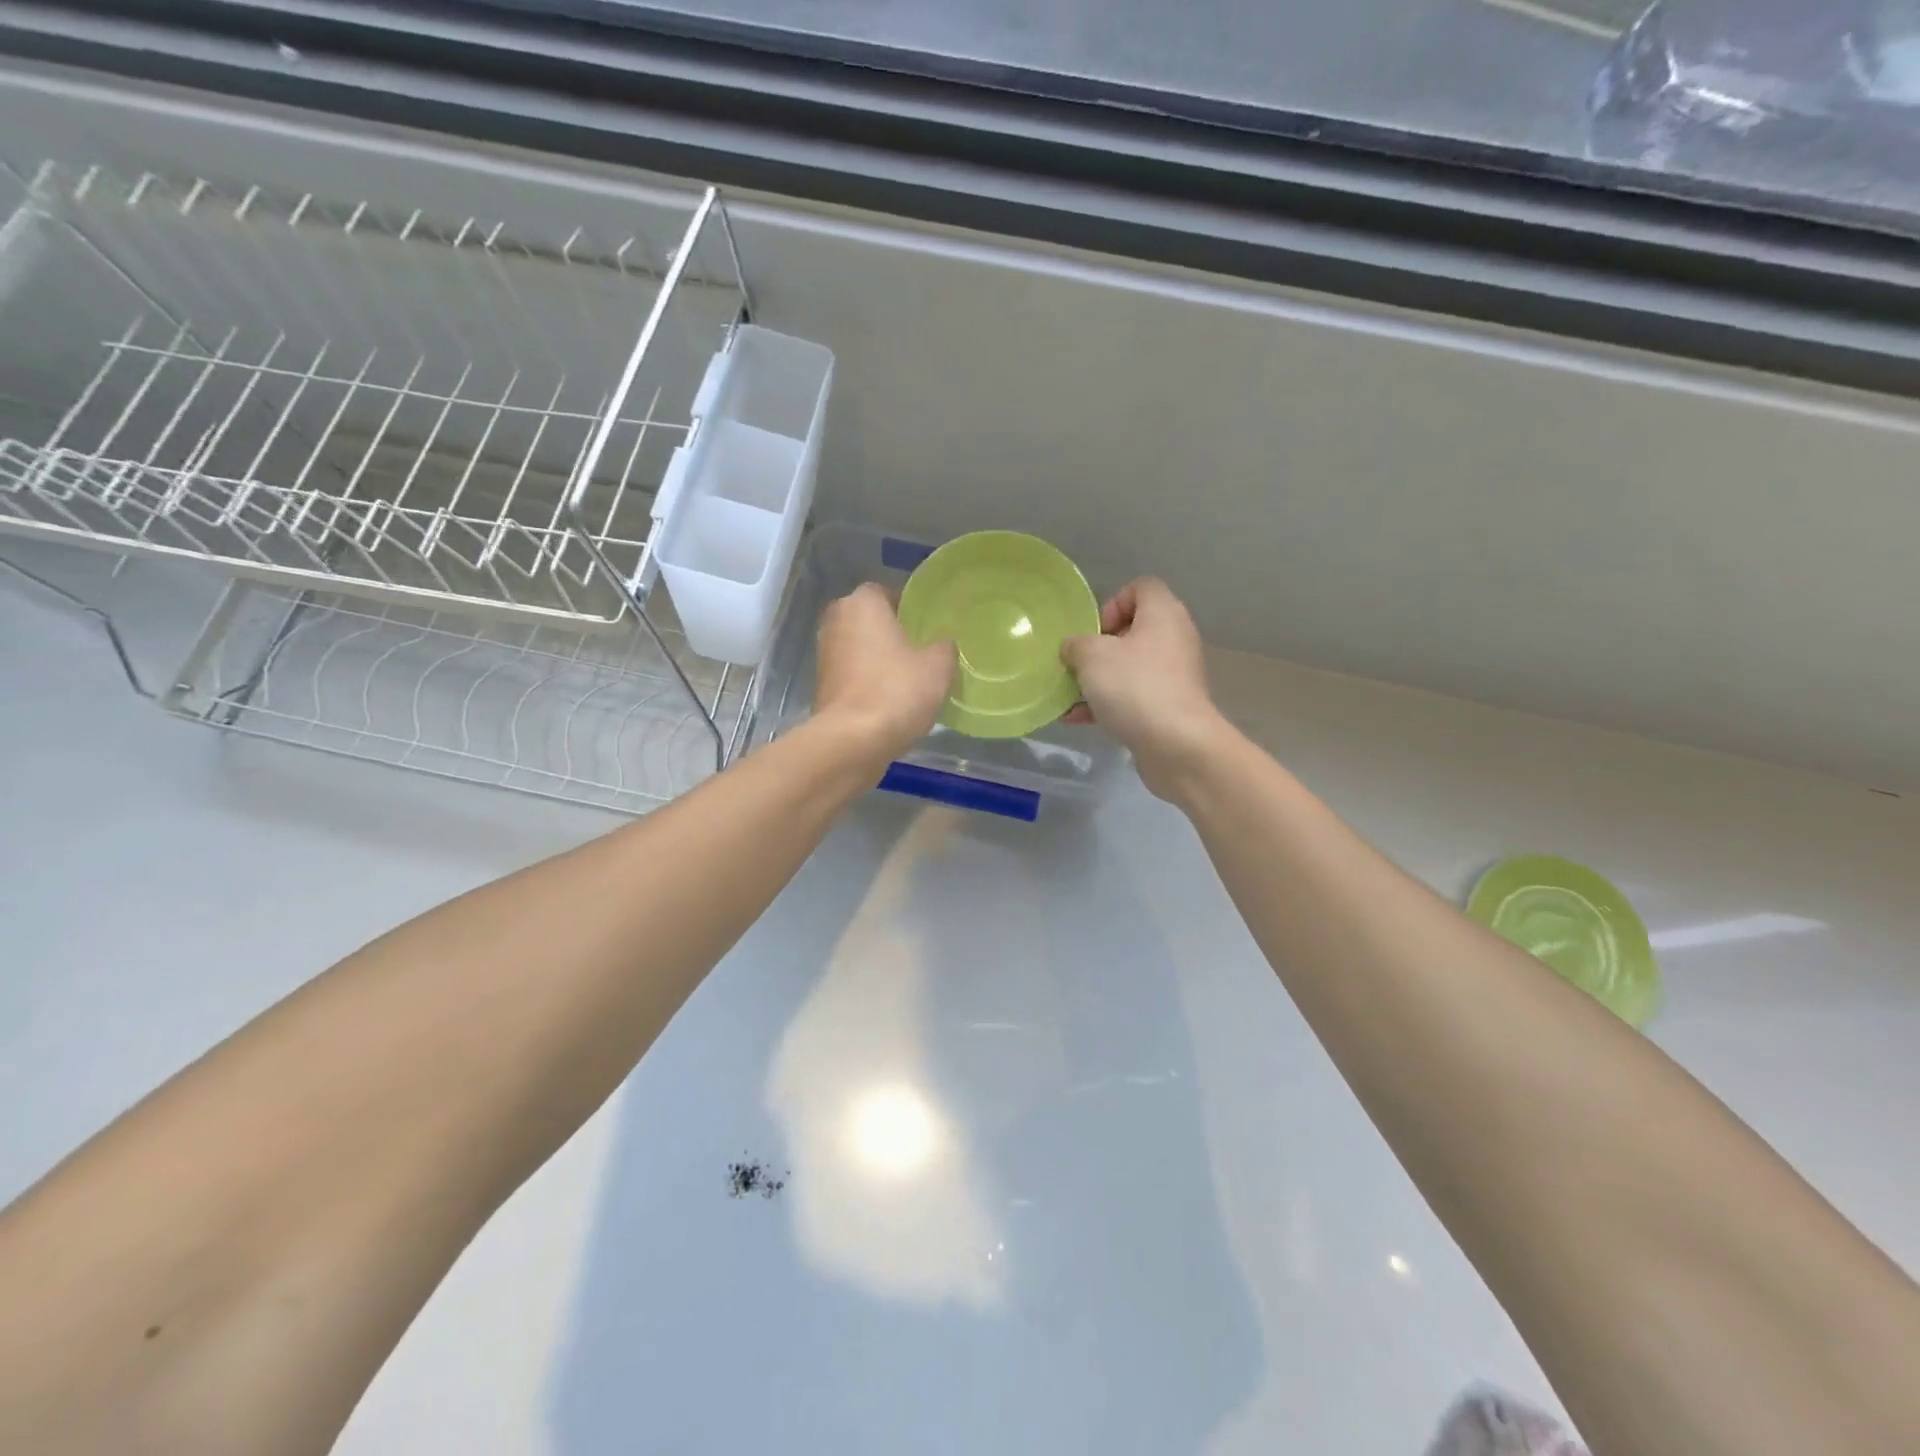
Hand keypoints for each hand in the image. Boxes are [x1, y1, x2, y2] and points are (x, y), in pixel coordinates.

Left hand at [813, 583, 955, 764]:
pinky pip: (852, 674)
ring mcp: (824, 654)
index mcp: (862, 603)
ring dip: (879, 659)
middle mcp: (836, 620)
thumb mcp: (938, 666)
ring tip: (908, 679)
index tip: (927, 628)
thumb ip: (944, 646)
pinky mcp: (821, 685)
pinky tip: (890, 700)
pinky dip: (867, 682)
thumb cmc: (896, 691)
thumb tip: (941, 643)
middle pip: (870, 620)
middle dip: (892, 633)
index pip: (886, 592)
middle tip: (920, 652)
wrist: (852, 740)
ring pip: (859, 648)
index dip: (908, 608)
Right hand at [1062, 578, 1228, 799]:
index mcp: (1163, 614)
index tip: (1094, 632)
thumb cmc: (1134, 686)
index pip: (1141, 588)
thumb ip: (1075, 645)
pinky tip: (1078, 719)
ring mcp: (1175, 675)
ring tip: (1070, 695)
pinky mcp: (1170, 707)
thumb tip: (1073, 647)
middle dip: (1099, 648)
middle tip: (1079, 664)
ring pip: (1130, 667)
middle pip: (1133, 630)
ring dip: (1098, 680)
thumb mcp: (1091, 656)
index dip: (1112, 603)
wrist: (1176, 744)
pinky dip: (1108, 704)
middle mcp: (1174, 639)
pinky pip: (1134, 696)